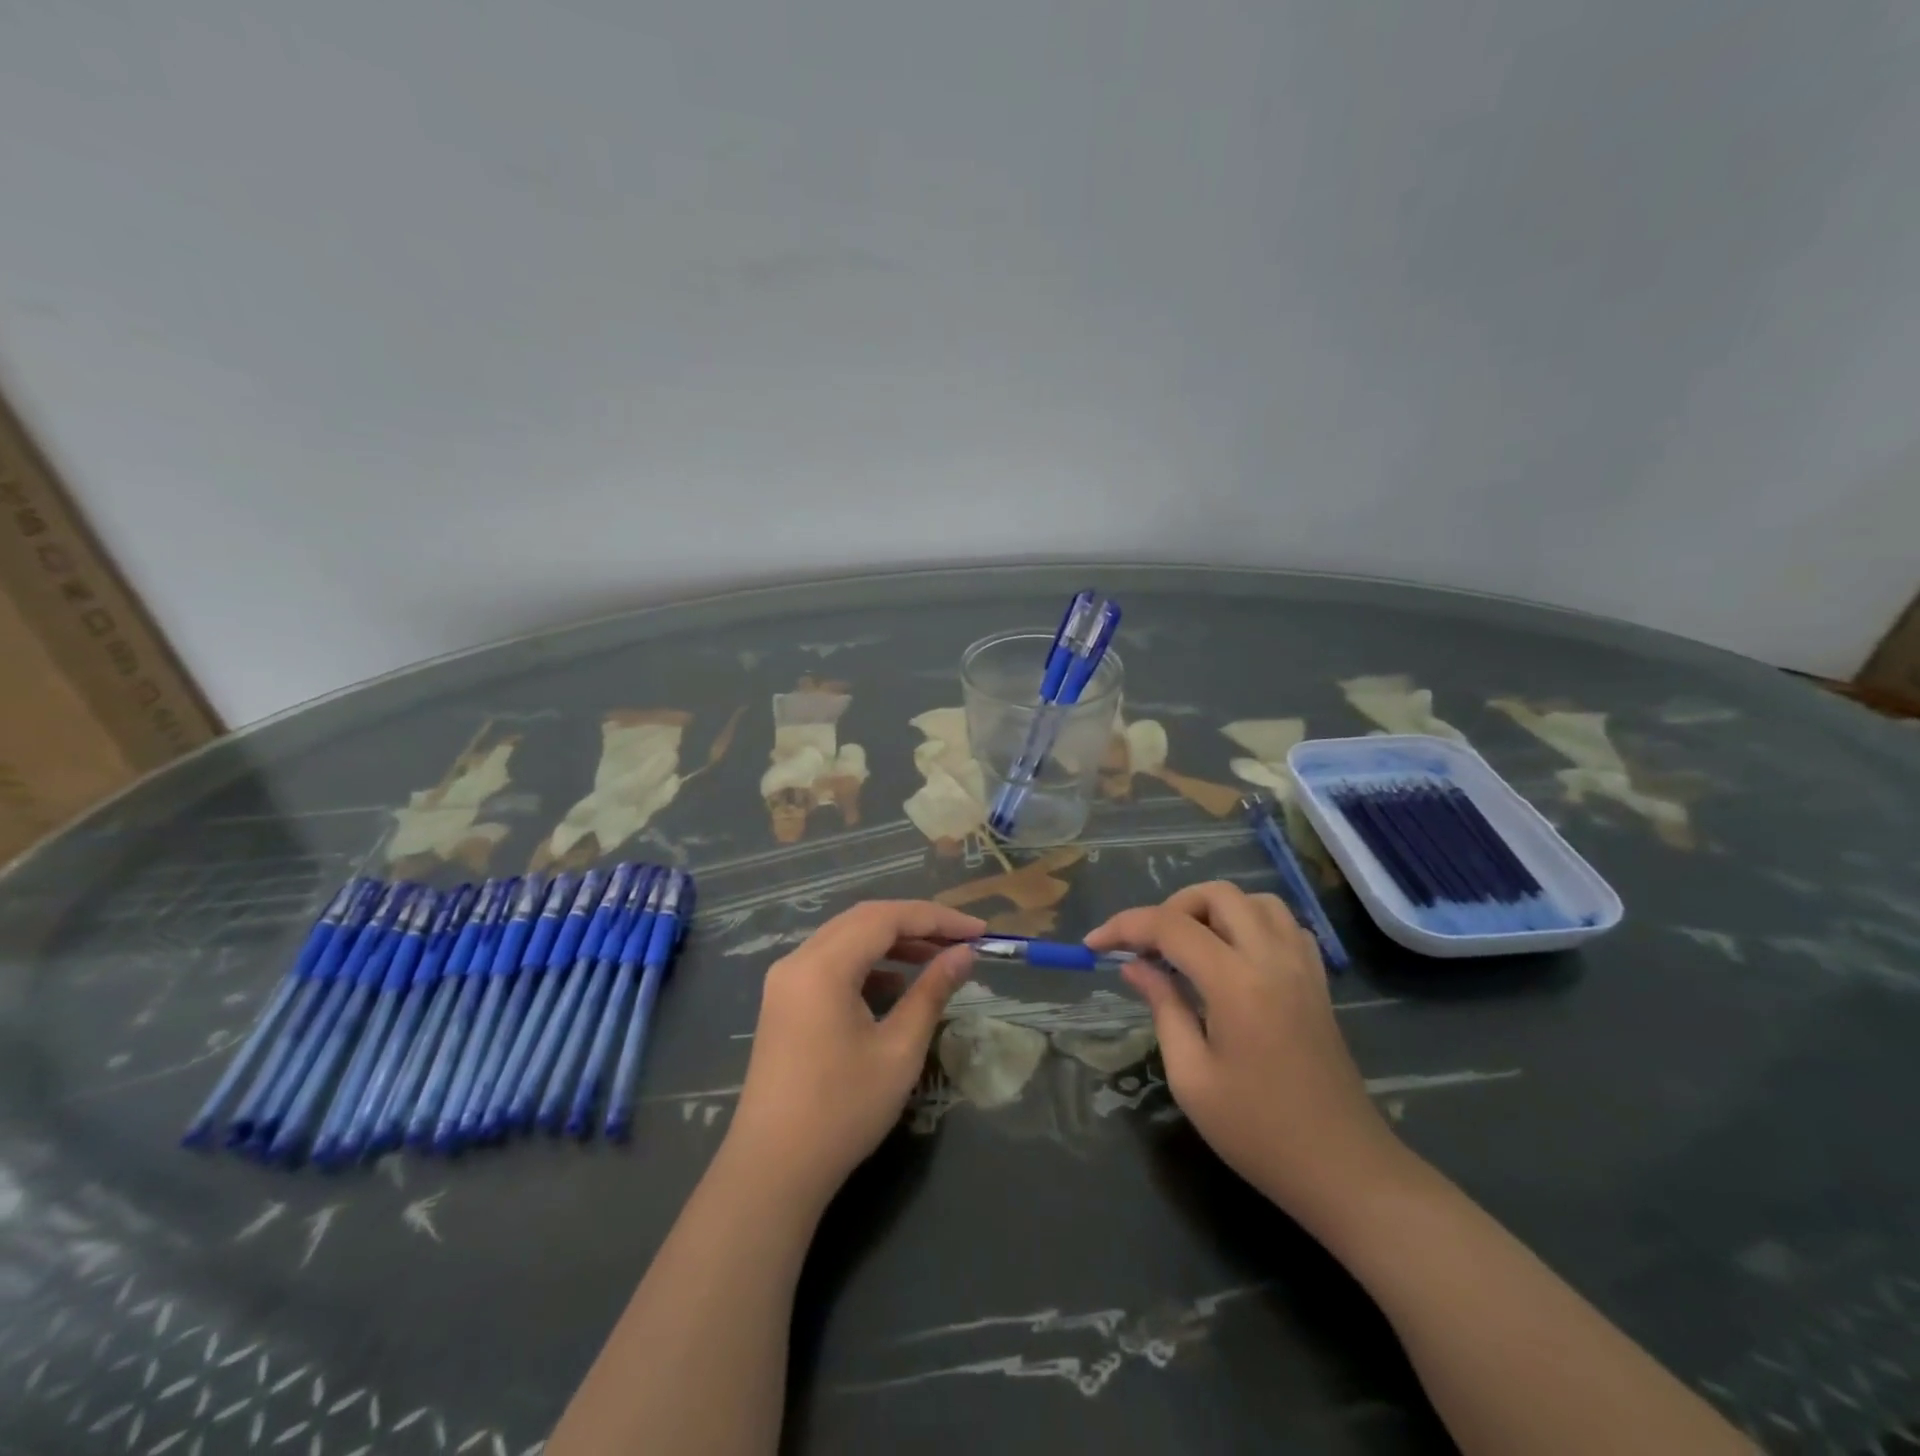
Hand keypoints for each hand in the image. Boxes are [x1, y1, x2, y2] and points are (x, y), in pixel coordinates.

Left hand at [726, 901, 982, 1209]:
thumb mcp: (899, 1050)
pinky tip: (896, 985)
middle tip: (961, 939)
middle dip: (916, 924)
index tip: (979, 931)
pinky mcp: (784, 1002)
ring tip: (936, 957)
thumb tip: (964, 955)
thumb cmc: (842, 1110)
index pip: (886, 918)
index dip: (937, 918)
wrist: (772, 1170)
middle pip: (864, 920)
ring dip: (892, 941)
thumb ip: (932, 992)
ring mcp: (786, 981)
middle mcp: (798, 960)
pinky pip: (831, 963)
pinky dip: (867, 963)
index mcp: (822, 966)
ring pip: (846, 939)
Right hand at [1086, 882, 1403, 1222]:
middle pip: (1216, 895)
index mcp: (1236, 983)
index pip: (1170, 926)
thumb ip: (1163, 1007)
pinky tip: (1232, 957)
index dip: (1124, 926)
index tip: (1093, 944)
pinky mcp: (1318, 981)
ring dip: (1213, 910)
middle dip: (1171, 908)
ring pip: (1253, 900)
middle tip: (1148, 948)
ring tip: (1188, 948)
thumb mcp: (1191, 1077)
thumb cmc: (1258, 1132)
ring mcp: (1302, 966)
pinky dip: (1249, 923)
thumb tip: (1134, 965)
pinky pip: (1282, 924)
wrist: (1344, 1170)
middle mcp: (1272, 959)